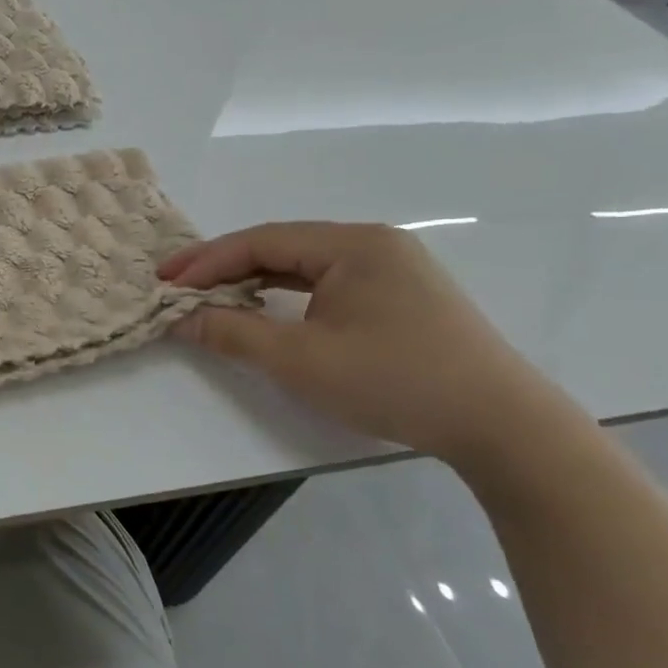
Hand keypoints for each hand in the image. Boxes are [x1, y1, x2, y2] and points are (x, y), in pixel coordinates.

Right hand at [159, 222, 575, 463]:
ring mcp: (392, 270)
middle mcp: (373, 245)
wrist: (502, 426)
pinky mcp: (401, 297)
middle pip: (280, 247)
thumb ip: (232, 333)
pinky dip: (285, 295)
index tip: (165, 284)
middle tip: (177, 287)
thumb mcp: (299, 360)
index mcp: (353, 244)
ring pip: (303, 266)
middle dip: (225, 268)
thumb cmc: (394, 381)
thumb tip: (182, 318)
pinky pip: (326, 284)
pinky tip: (263, 309)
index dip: (207, 261)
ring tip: (209, 297)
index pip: (261, 241)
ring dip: (252, 281)